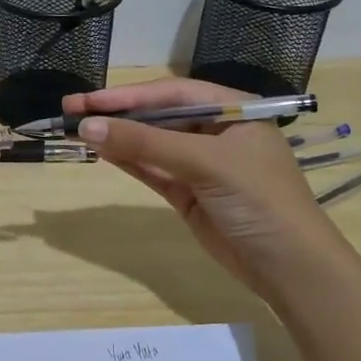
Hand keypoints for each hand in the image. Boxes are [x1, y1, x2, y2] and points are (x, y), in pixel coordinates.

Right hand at [63, 78, 320, 292]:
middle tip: (71, 111)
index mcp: (232, 110)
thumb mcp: (205, 163)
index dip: (128, 95)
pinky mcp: (188, 193)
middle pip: (158, 116)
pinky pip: (152, 169)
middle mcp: (215, 131)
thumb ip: (146, 144)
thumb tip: (88, 127)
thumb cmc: (258, 199)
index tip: (87, 100)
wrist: (289, 267)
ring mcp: (200, 164)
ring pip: (151, 143)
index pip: (172, 93)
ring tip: (76, 130)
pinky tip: (100, 151)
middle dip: (117, 114)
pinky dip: (127, 161)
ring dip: (117, 137)